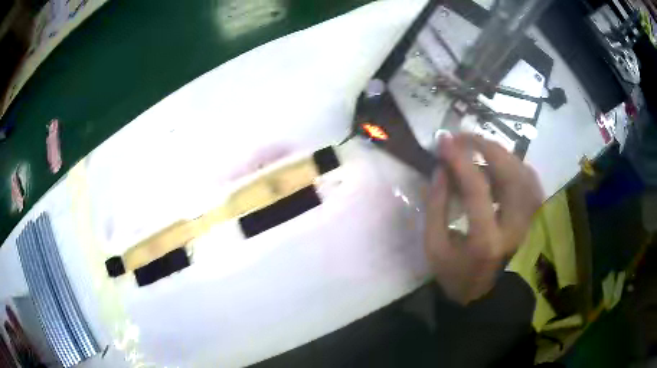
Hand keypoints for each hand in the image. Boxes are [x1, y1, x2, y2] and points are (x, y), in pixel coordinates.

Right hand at [424, 133, 542, 304]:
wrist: (489, 298)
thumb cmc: (458, 277)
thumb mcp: (435, 248)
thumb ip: (436, 206)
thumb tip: (441, 169)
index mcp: (487, 241)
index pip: (476, 188)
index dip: (459, 159)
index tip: (443, 141)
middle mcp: (516, 227)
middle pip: (510, 173)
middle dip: (485, 146)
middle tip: (462, 138)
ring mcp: (531, 222)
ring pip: (523, 172)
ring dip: (500, 154)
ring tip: (478, 150)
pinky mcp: (536, 219)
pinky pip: (530, 181)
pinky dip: (514, 166)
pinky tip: (498, 166)